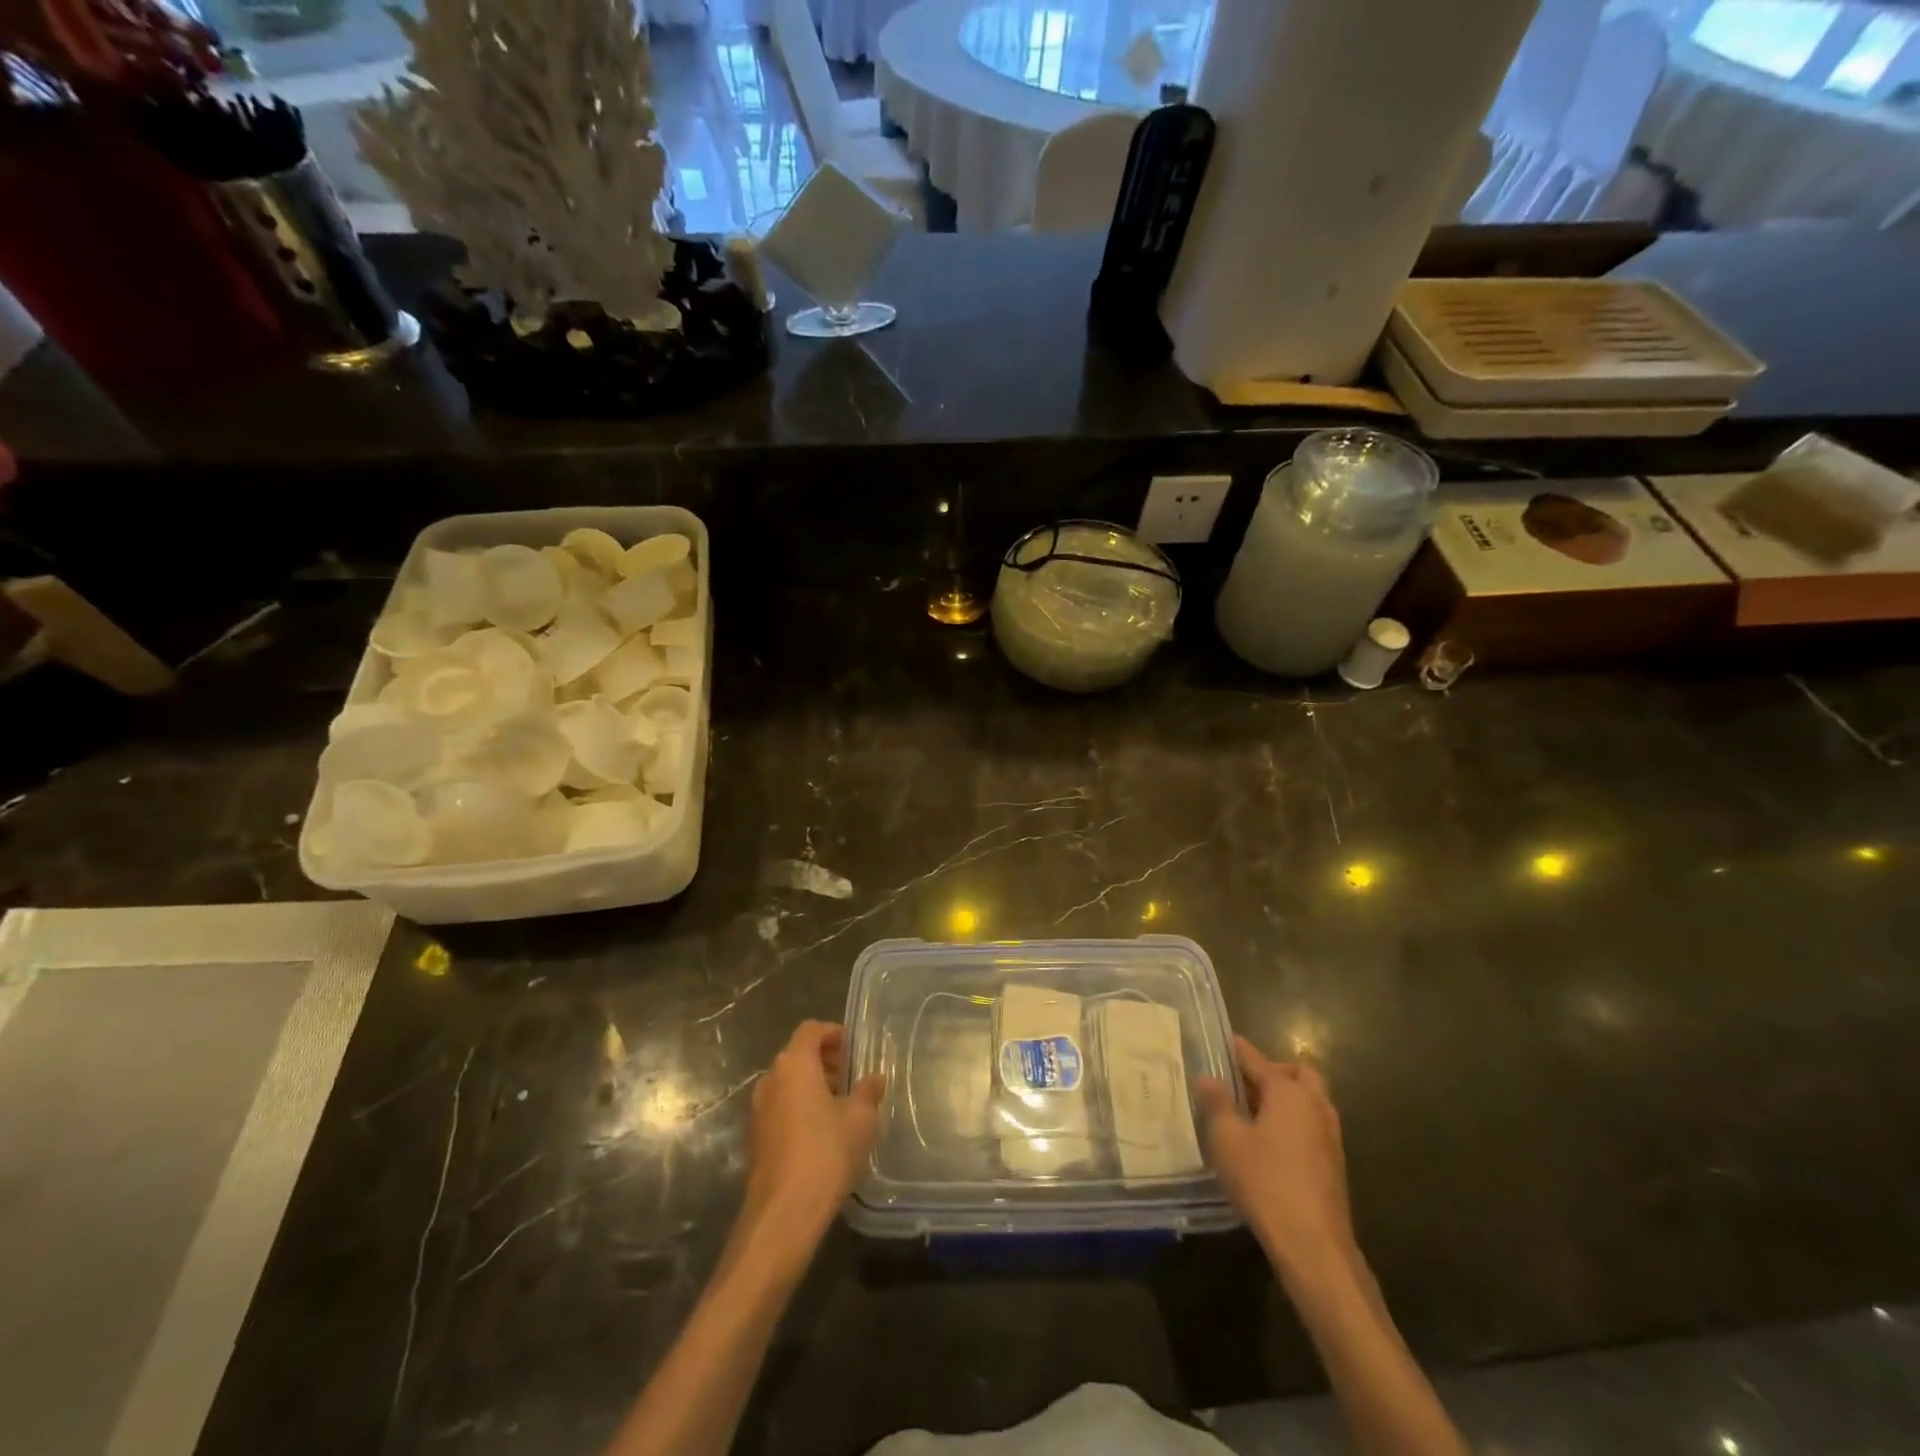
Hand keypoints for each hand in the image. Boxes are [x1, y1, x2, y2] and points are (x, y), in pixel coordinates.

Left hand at [739, 1021, 884, 1250]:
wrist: (784, 1213)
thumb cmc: (826, 1152)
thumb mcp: (861, 1118)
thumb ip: (868, 1091)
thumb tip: (874, 1078)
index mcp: (793, 1064)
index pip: (811, 1030)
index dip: (834, 1033)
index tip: (856, 1049)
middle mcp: (770, 1079)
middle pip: (798, 1056)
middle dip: (827, 1061)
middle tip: (854, 1077)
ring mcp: (759, 1110)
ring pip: (790, 1084)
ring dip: (815, 1087)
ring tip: (844, 1106)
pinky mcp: (756, 1139)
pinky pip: (782, 1108)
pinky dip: (802, 1109)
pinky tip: (825, 1133)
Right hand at [1196, 1037, 1355, 1279]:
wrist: (1313, 1246)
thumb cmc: (1265, 1182)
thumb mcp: (1227, 1139)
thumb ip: (1217, 1104)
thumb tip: (1208, 1077)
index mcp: (1289, 1093)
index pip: (1259, 1061)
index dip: (1239, 1051)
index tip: (1226, 1041)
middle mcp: (1315, 1106)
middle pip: (1299, 1074)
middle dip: (1274, 1071)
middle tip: (1245, 1082)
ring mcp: (1330, 1137)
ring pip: (1310, 1101)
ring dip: (1286, 1098)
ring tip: (1253, 1112)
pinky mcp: (1334, 1165)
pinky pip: (1312, 1126)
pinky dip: (1294, 1122)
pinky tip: (1270, 1142)